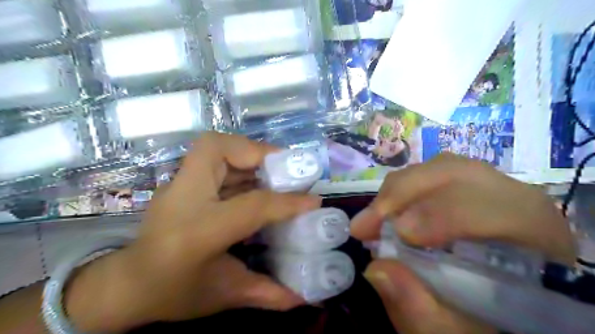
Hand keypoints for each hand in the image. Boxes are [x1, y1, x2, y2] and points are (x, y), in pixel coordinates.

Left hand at [63, 132, 319, 330]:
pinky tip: (254, 180)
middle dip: (256, 151)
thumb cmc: (173, 292)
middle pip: (216, 149)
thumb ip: (268, 292)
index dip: (286, 201)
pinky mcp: (180, 182)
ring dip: (248, 153)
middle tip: (284, 167)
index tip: (313, 199)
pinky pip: (212, 158)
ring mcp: (177, 186)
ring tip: (274, 171)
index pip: (250, 205)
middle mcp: (183, 199)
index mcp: (197, 232)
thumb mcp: (224, 294)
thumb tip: (308, 298)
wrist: (127, 285)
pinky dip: (238, 162)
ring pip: (212, 146)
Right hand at [349, 154, 573, 333]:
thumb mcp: (455, 333)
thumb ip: (423, 312)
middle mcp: (516, 201)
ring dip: (398, 191)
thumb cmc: (486, 323)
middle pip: (458, 174)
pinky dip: (401, 191)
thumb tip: (376, 269)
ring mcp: (489, 188)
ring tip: (372, 220)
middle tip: (365, 224)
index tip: (397, 234)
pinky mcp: (465, 187)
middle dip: (404, 194)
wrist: (502, 305)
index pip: (499, 209)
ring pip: (439, 169)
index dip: (444, 215)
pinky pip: (430, 175)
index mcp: (538, 241)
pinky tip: (387, 213)